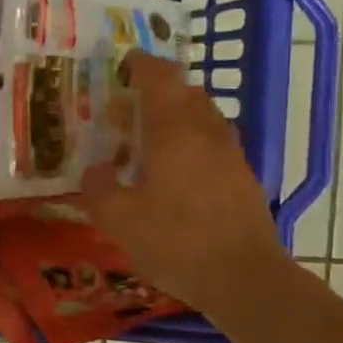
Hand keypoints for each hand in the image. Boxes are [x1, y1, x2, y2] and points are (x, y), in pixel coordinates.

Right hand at [80, 51, 287, 313]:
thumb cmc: (175, 242)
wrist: (245, 279)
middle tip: (128, 105)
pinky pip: (213, 143)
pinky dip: (192, 141)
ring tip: (150, 136)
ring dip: (178, 115)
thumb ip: (98, 188)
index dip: (142, 64)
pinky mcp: (244, 179)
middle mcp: (207, 134)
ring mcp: (231, 156)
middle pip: (187, 93)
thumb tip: (96, 169)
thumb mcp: (118, 218)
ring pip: (204, 117)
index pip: (161, 79)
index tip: (124, 62)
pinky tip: (174, 170)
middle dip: (159, 90)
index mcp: (174, 132)